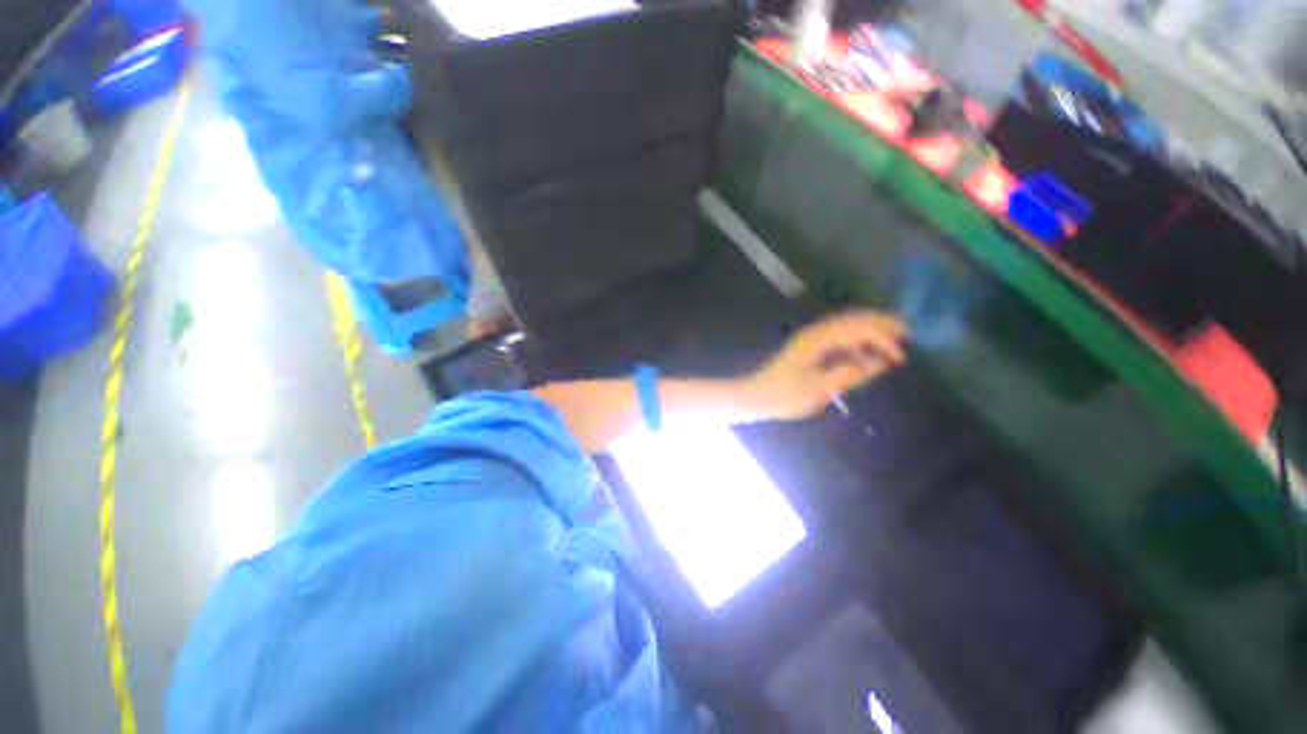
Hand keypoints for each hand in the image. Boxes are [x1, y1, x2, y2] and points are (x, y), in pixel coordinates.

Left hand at [740, 310, 908, 420]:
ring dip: (869, 331)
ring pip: (846, 327)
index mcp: (817, 339)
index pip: (856, 329)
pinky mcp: (809, 349)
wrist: (755, 395)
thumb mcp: (819, 389)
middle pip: (852, 320)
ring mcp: (811, 340)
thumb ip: (849, 374)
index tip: (903, 351)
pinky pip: (838, 339)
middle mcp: (815, 333)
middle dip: (880, 323)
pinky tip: (866, 355)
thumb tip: (878, 363)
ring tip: (894, 340)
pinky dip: (856, 342)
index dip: (881, 336)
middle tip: (907, 330)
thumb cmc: (784, 394)